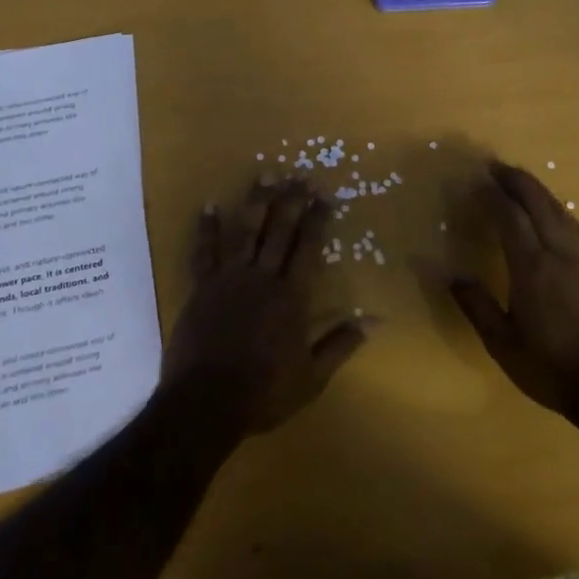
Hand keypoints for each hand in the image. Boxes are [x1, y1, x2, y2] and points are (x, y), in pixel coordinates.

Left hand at [161, 181, 372, 440]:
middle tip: (300, 176)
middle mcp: (262, 277)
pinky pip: (204, 251)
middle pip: (279, 231)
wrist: (206, 402)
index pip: (309, 248)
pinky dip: (207, 227)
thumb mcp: (313, 376)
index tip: (325, 195)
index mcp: (292, 296)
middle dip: (291, 201)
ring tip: (265, 175)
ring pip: (245, 231)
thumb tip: (375, 319)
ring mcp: (229, 279)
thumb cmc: (264, 393)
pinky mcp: (202, 287)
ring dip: (256, 202)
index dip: (318, 220)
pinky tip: (210, 204)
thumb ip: (342, 343)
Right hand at [448, 161, 578, 417]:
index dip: (493, 196)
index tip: (476, 181)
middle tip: (496, 166)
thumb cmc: (549, 367)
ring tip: (520, 181)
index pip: (511, 219)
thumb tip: (451, 275)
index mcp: (533, 269)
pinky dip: (557, 209)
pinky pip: (574, 226)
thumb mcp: (502, 343)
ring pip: (560, 211)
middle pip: (539, 204)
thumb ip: (476, 305)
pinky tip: (553, 212)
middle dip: (517, 181)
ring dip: (539, 191)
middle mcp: (559, 255)